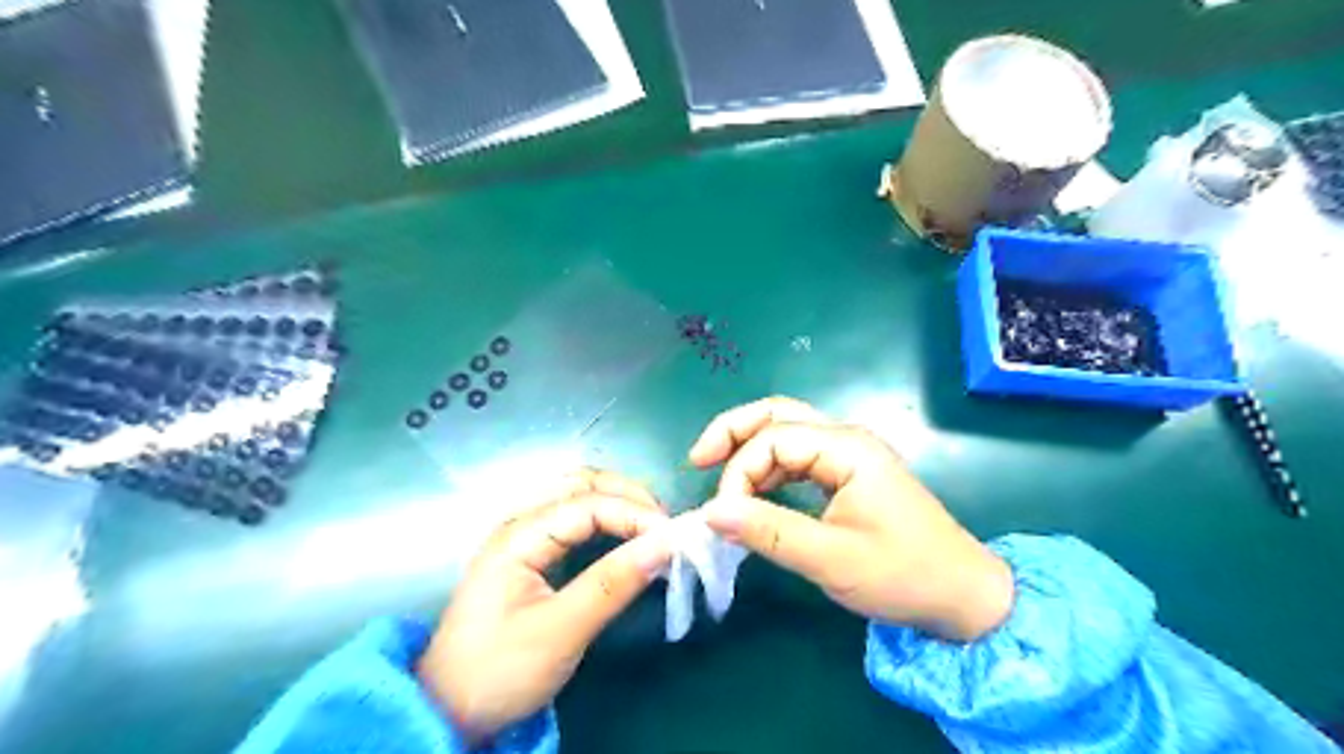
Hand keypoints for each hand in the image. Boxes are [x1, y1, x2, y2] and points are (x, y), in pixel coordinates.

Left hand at [416, 468, 670, 743]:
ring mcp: (524, 538)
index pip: (588, 503)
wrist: (447, 713)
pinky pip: (574, 521)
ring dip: (618, 503)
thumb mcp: (561, 631)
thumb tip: (666, 543)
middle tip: (665, 525)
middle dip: (628, 496)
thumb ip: (613, 583)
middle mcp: (521, 524)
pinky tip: (624, 537)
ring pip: (578, 498)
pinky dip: (606, 521)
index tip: (672, 537)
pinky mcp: (531, 557)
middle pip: (581, 485)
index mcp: (519, 535)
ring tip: (652, 527)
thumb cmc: (499, 671)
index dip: (634, 513)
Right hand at [692, 398, 1007, 637]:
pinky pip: (798, 458)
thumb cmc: (903, 576)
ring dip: (749, 451)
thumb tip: (710, 513)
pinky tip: (753, 494)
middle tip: (697, 460)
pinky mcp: (848, 474)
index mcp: (847, 449)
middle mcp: (846, 439)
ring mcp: (848, 455)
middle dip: (733, 432)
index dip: (738, 471)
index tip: (721, 515)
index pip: (773, 439)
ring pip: (785, 433)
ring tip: (718, 480)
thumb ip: (768, 531)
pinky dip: (768, 470)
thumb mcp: (830, 559)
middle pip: (777, 415)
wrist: (964, 596)